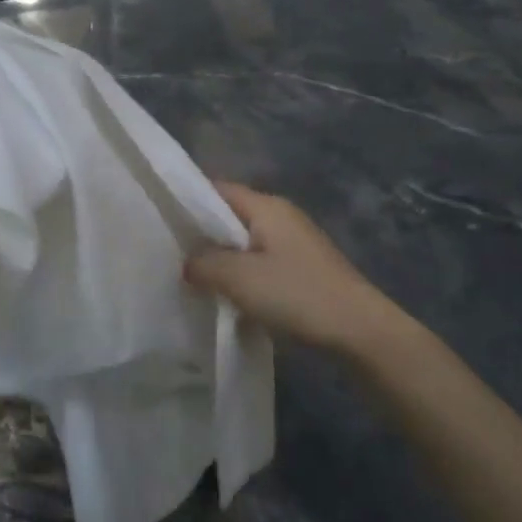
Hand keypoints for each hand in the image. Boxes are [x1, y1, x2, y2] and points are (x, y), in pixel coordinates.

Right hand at [186, 183, 409, 356]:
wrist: (361, 332)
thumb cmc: (298, 295)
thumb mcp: (240, 278)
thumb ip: (204, 264)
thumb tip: (187, 263)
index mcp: (266, 206)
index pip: (216, 189)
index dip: (187, 201)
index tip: (159, 220)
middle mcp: (281, 217)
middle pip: (230, 216)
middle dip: (201, 234)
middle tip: (169, 253)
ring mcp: (294, 244)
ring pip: (244, 243)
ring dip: (222, 259)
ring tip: (191, 277)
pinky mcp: (302, 270)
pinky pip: (260, 263)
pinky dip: (241, 275)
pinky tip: (227, 296)